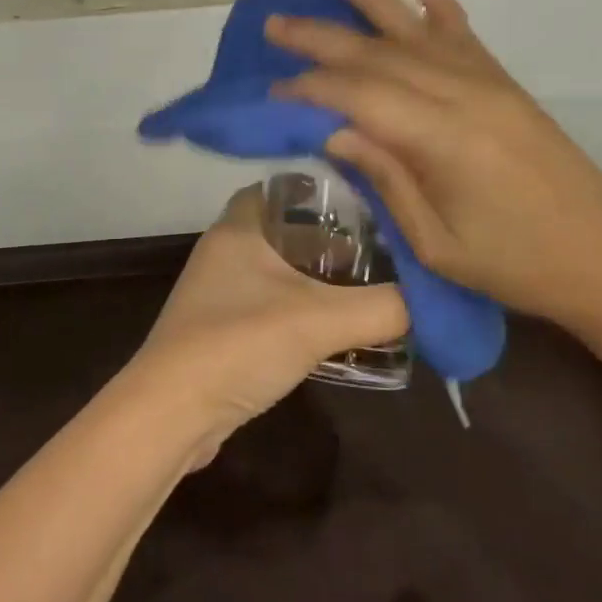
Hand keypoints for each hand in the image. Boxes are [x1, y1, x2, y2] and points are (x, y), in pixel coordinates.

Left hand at [122, 185, 407, 458]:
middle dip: (330, 240)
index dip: (322, 190)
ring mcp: (218, 294)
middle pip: (284, 231)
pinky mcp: (220, 332)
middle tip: (380, 248)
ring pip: (278, 272)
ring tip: (368, 287)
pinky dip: (300, 312)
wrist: (172, 413)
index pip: (281, 188)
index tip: (367, 201)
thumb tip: (430, 301)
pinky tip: (335, 330)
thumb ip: (381, 308)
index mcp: (238, 229)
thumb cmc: (239, 343)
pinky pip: (269, 307)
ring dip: (317, 280)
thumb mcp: (319, 320)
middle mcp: (224, 252)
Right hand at [266, 0, 601, 331]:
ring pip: (418, 32)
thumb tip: (333, 132)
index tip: (273, 89)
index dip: (312, 89)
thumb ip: (386, 179)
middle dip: (322, 37)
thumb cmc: (514, 265)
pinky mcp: (505, 86)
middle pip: (380, 55)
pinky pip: (465, 36)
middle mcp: (465, 96)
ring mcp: (489, 85)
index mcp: (444, 140)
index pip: (361, 96)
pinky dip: (442, 4)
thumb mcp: (437, 242)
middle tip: (276, 24)